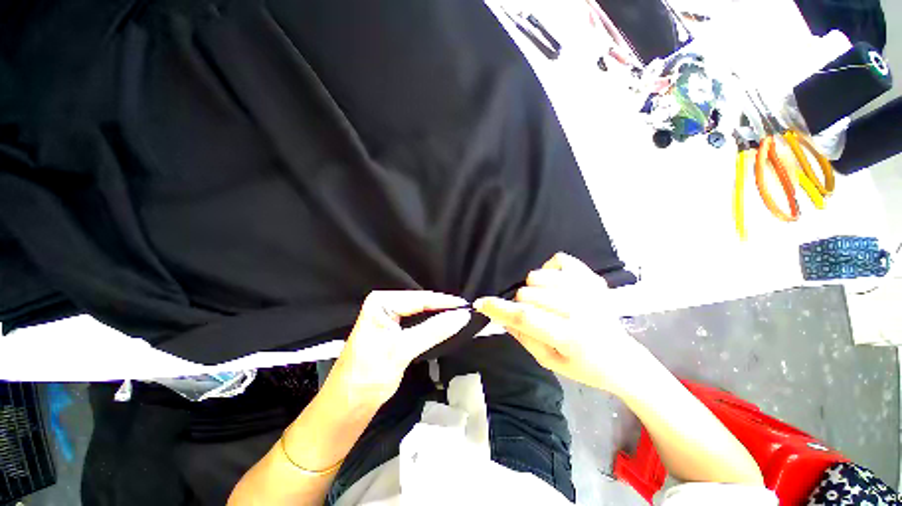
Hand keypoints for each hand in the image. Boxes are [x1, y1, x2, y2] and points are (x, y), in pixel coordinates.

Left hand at [327, 291, 470, 408]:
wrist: (348, 404)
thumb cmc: (369, 375)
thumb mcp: (402, 349)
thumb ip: (434, 330)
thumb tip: (462, 316)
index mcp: (381, 302)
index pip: (419, 298)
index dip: (445, 302)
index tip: (467, 306)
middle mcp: (385, 304)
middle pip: (421, 303)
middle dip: (443, 308)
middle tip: (466, 312)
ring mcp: (389, 316)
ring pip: (421, 312)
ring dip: (439, 315)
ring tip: (460, 316)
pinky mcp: (393, 329)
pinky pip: (417, 321)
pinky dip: (432, 324)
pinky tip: (445, 324)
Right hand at [474, 252, 647, 394]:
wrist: (623, 359)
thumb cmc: (583, 366)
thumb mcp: (549, 362)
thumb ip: (522, 337)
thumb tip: (500, 316)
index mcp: (571, 337)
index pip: (526, 318)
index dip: (499, 309)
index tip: (481, 303)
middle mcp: (582, 310)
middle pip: (528, 294)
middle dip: (522, 305)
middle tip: (536, 317)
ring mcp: (589, 290)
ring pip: (537, 276)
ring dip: (534, 289)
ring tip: (547, 302)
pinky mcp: (593, 278)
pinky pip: (558, 260)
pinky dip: (550, 271)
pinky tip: (557, 286)